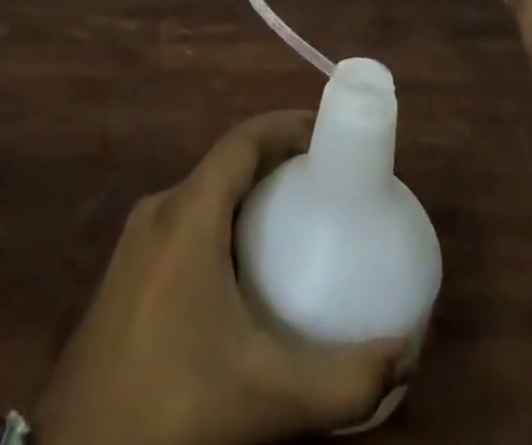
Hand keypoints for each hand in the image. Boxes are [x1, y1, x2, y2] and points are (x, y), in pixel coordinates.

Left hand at [34, 111, 406, 444]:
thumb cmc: (174, 405)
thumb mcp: (267, 397)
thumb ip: (344, 380)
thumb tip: (406, 350)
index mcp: (188, 212)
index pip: (243, 140)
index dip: (286, 125)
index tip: (329, 134)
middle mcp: (159, 210)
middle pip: (226, 164)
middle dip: (276, 163)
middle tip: (324, 185)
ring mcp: (136, 242)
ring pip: (203, 195)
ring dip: (248, 196)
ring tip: (294, 223)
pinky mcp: (125, 274)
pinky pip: (184, 225)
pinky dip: (222, 224)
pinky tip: (244, 272)